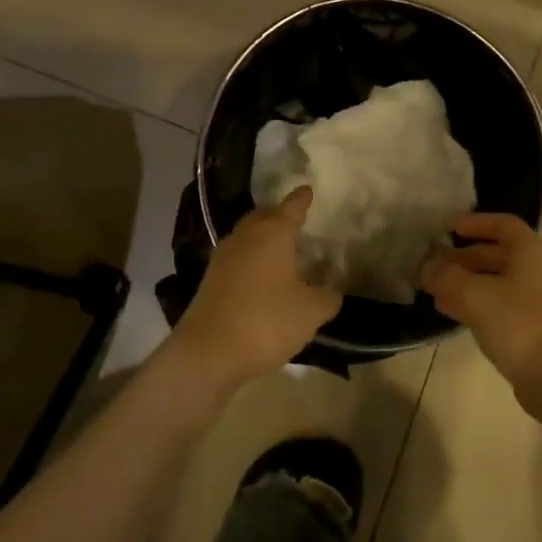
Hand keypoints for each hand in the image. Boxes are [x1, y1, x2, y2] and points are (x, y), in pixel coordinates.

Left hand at [168, 188, 341, 397]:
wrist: (208, 352)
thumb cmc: (266, 321)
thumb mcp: (310, 312)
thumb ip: (327, 297)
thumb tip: (332, 291)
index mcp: (272, 234)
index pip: (291, 207)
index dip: (302, 199)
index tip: (308, 189)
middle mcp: (245, 237)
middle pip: (263, 216)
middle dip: (279, 214)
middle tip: (295, 218)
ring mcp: (223, 257)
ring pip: (247, 236)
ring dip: (262, 237)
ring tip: (280, 247)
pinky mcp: (210, 280)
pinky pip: (237, 258)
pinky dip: (251, 258)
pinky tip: (260, 275)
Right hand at [421, 213, 541, 396]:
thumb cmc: (518, 323)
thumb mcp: (474, 294)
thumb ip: (446, 276)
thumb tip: (426, 267)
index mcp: (530, 252)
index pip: (503, 224)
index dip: (474, 222)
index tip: (447, 228)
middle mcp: (538, 270)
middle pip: (497, 254)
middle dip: (463, 257)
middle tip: (433, 263)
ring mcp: (539, 300)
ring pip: (496, 281)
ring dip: (465, 282)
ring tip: (434, 289)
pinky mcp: (534, 327)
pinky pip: (500, 304)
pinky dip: (475, 302)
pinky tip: (450, 311)